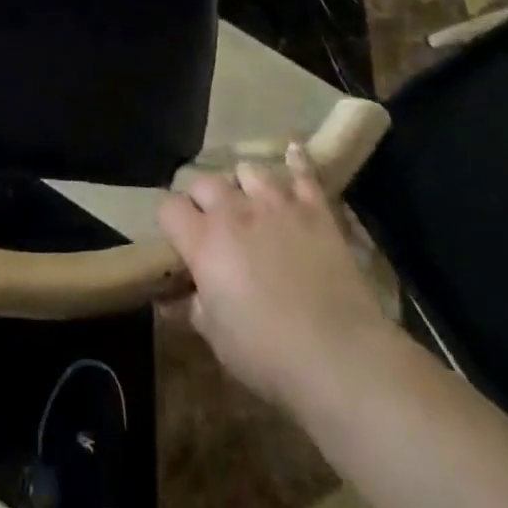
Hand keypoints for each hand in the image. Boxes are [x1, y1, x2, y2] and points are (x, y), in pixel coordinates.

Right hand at [159, 146, 393, 411]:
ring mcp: (276, 204)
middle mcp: (234, 211)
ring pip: (249, 171)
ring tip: (250, 203)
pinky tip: (293, 153)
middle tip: (212, 224)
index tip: (178, 240)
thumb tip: (172, 301)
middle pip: (205, 182)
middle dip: (203, 199)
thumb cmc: (267, 354)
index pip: (169, 207)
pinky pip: (303, 173)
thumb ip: (193, 309)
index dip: (171, 221)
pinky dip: (296, 162)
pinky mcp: (315, 209)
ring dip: (244, 185)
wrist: (339, 355)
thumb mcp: (217, 338)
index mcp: (203, 241)